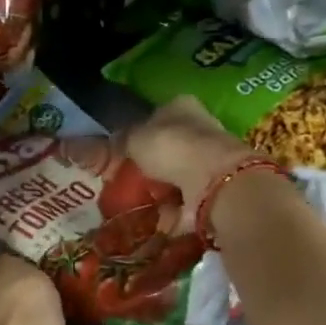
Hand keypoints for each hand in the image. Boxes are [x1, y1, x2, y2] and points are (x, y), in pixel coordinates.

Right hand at [125, 97, 258, 225]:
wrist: (212, 180)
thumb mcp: (134, 139)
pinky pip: (186, 199)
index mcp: (180, 106)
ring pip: (178, 174)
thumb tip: (110, 144)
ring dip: (162, 189)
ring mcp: (210, 159)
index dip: (137, 135)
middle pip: (169, 147)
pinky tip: (155, 218)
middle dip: (151, 165)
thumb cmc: (171, 148)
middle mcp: (200, 127)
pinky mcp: (215, 187)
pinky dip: (173, 209)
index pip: (155, 117)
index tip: (121, 156)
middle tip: (127, 182)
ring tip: (138, 203)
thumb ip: (121, 141)